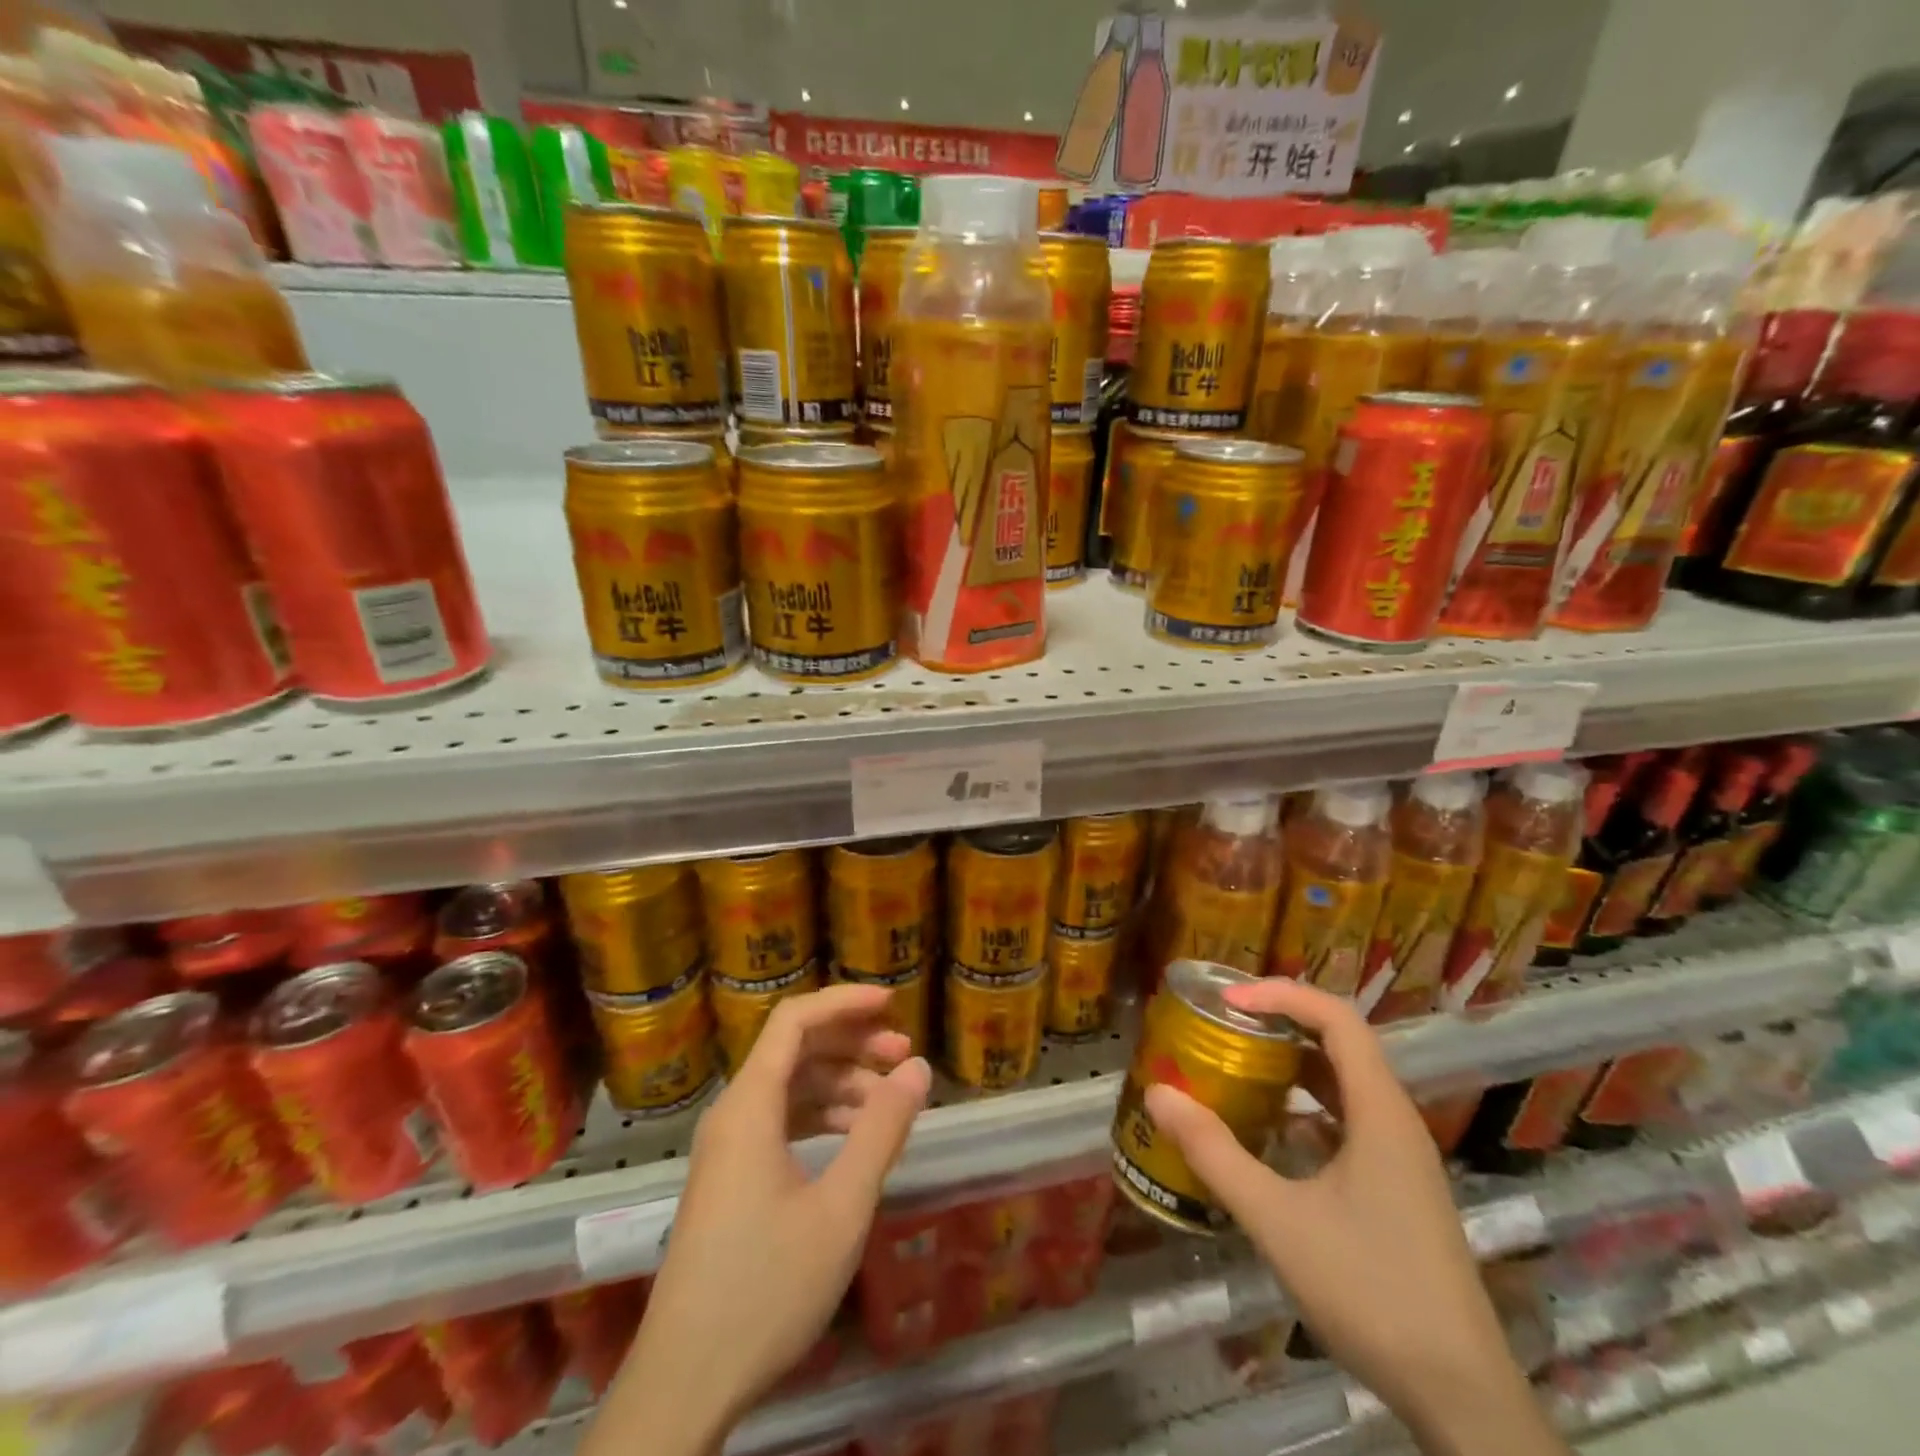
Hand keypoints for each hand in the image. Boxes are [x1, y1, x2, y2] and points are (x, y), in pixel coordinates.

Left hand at [586, 984, 931, 1455]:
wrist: (686, 1382)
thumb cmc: (767, 1287)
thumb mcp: (841, 1208)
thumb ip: (882, 1130)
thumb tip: (919, 1068)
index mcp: (750, 1105)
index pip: (795, 1020)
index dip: (845, 1002)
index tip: (893, 1003)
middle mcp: (734, 1113)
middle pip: (795, 1049)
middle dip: (852, 1043)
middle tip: (905, 1057)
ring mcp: (729, 1147)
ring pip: (790, 1087)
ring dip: (842, 1083)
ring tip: (890, 1103)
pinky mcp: (731, 1177)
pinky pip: (781, 1121)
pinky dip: (822, 1117)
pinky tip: (857, 1139)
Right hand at [1142, 980, 1562, 1455]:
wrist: (1461, 1399)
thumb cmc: (1371, 1292)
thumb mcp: (1277, 1219)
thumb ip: (1214, 1153)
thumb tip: (1157, 1094)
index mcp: (1380, 1111)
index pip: (1336, 1017)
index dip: (1281, 995)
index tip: (1227, 1001)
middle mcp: (1395, 1121)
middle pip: (1339, 1043)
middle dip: (1279, 1022)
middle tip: (1221, 1024)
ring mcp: (1400, 1158)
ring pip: (1342, 1084)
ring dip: (1290, 1065)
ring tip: (1235, 1064)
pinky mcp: (1396, 1189)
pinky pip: (1345, 1121)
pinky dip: (1303, 1108)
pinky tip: (1265, 1131)